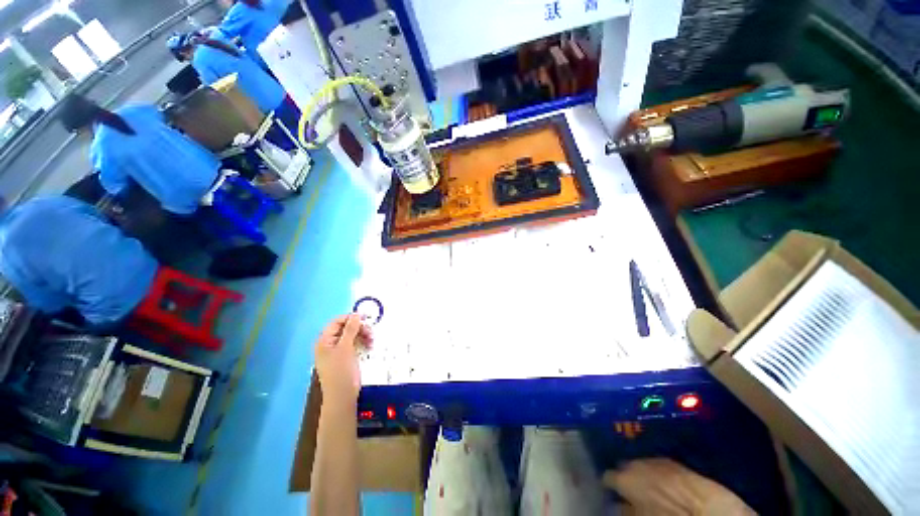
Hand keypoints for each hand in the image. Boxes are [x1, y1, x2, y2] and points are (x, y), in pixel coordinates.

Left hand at [315, 314, 372, 405]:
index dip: (351, 318)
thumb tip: (356, 314)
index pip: (337, 322)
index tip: (366, 318)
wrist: (342, 395)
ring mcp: (338, 351)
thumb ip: (350, 329)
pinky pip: (354, 344)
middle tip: (371, 332)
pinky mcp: (346, 357)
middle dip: (359, 328)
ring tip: (372, 341)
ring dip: (363, 335)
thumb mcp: (345, 347)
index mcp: (324, 341)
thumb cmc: (341, 370)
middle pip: (345, 328)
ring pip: (352, 336)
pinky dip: (362, 342)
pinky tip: (369, 346)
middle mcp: (330, 344)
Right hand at [603, 458, 754, 514]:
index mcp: (624, 478)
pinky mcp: (670, 461)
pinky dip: (653, 471)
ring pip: (638, 463)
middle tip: (629, 490)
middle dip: (624, 475)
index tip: (611, 493)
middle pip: (622, 466)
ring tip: (645, 485)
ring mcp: (652, 459)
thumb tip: (616, 504)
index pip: (606, 477)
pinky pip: (653, 464)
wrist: (705, 510)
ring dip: (639, 472)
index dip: (608, 486)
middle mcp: (634, 463)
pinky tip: (660, 482)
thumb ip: (624, 509)